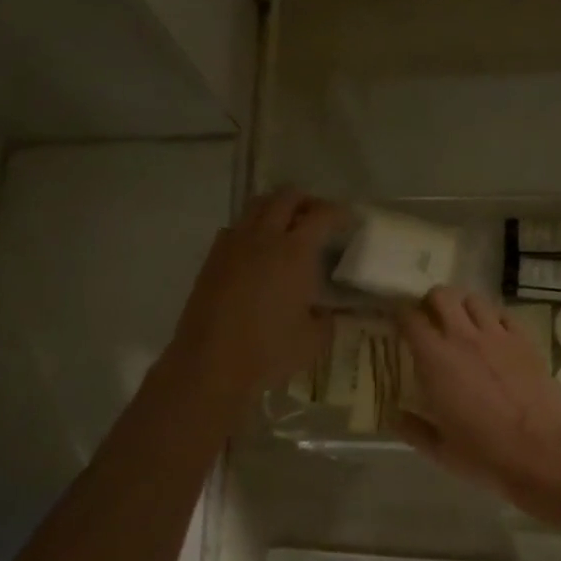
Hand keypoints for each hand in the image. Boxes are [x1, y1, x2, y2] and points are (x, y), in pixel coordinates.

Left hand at [169, 189, 349, 412]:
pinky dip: (252, 227)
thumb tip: (327, 312)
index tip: (350, 220)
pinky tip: (258, 250)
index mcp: (295, 252)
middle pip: (286, 197)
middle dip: (307, 201)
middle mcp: (264, 238)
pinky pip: (235, 227)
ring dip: (277, 208)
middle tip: (318, 218)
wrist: (210, 363)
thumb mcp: (313, 340)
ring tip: (288, 227)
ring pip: (257, 205)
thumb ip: (326, 319)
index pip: (322, 215)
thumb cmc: (268, 352)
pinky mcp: (213, 258)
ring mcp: (234, 244)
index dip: (340, 213)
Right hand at [394, 288, 560, 502]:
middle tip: (429, 321)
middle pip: (442, 295)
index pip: (410, 319)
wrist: (544, 455)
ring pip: (474, 300)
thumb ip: (412, 429)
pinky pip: (504, 315)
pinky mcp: (526, 342)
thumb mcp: (439, 450)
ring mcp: (499, 336)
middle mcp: (464, 338)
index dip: (400, 316)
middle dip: (431, 303)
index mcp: (435, 360)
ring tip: (461, 325)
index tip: (398, 325)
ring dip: (462, 307)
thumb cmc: (485, 455)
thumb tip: (393, 416)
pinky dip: (493, 319)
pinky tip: (493, 337)